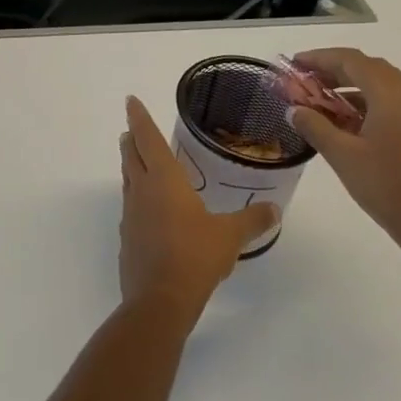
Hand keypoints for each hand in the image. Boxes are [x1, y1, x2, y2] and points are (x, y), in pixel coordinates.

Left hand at [118, 97, 278, 316]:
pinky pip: (131, 209)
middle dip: (131, 140)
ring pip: (128, 181)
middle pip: (131, 156)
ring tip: (137, 162)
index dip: (139, 118)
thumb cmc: (195, 256)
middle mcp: (142, 191)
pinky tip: (147, 212)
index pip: (148, 139)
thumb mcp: (230, 236)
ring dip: (131, 167)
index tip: (130, 101)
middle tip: (131, 130)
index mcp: (164, 180)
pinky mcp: (128, 238)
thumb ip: (252, 220)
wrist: (160, 299)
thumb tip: (273, 209)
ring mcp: (131, 215)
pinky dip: (137, 200)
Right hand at [284, 48, 400, 264]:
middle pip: (369, 68)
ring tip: (320, 102)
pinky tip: (347, 124)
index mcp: (392, 97)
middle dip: (335, 70)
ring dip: (350, 87)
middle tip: (305, 81)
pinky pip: (392, 105)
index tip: (294, 65)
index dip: (320, 58)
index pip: (352, 61)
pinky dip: (366, 104)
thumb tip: (295, 110)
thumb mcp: (343, 157)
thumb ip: (315, 127)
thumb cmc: (389, 189)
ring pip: (382, 87)